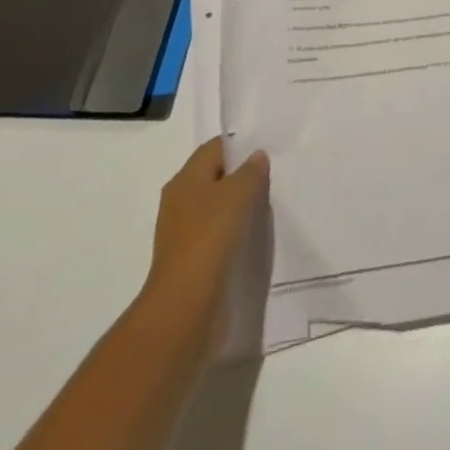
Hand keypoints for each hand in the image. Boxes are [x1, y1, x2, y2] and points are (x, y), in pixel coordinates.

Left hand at [142, 138, 268, 317]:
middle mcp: (179, 200)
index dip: (240, 146)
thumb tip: (256, 156)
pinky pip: (214, 233)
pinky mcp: (188, 258)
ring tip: (265, 208)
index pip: (216, 148)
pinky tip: (249, 237)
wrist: (185, 303)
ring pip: (215, 206)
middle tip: (270, 179)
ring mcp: (181, 231)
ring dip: (237, 206)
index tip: (266, 153)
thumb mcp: (239, 192)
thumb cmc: (210, 236)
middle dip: (240, 176)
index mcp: (185, 178)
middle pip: (214, 176)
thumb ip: (251, 170)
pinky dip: (231, 231)